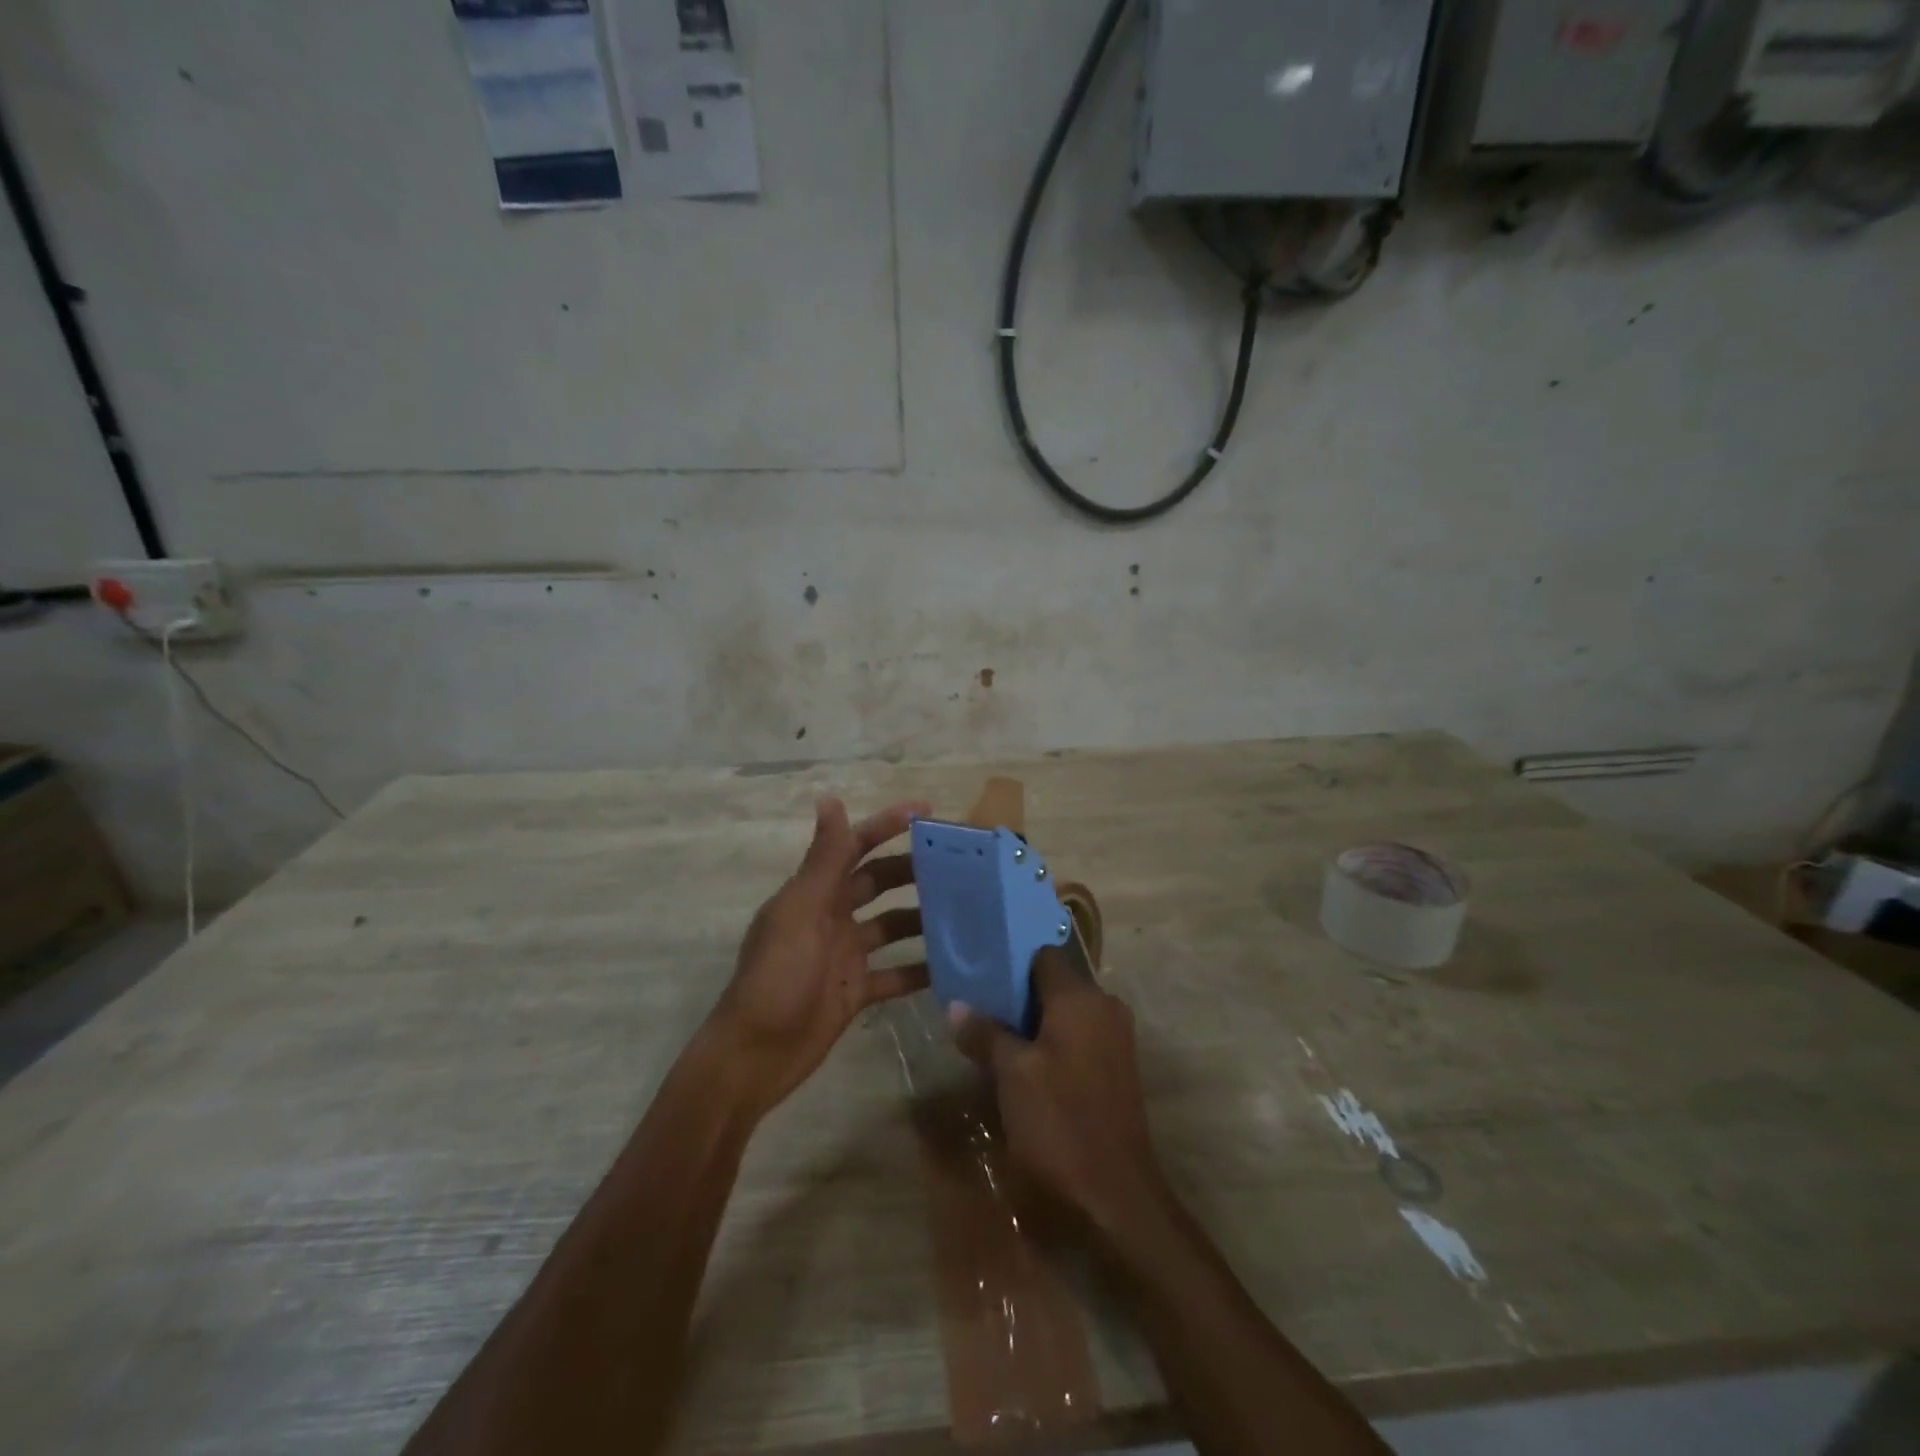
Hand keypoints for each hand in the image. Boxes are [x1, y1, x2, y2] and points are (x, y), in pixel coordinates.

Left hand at [705, 796, 930, 1117]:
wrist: (756, 1055)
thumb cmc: (777, 977)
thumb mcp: (801, 912)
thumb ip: (823, 859)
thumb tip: (829, 798)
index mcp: (815, 892)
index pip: (855, 846)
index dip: (887, 825)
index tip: (927, 811)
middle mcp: (832, 916)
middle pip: (879, 882)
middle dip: (913, 869)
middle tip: (959, 864)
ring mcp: (845, 954)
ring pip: (892, 925)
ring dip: (922, 916)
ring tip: (966, 910)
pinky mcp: (855, 990)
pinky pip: (895, 973)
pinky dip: (919, 969)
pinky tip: (953, 966)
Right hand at [952, 948, 1165, 1236]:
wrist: (1115, 1195)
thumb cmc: (1059, 1122)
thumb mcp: (1011, 1075)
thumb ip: (985, 1032)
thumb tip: (956, 1004)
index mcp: (1081, 998)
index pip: (1042, 954)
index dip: (1010, 958)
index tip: (979, 969)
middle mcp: (1104, 1006)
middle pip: (1055, 981)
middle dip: (1017, 992)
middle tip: (978, 1005)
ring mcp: (1116, 1037)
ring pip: (1066, 1011)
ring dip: (1033, 1019)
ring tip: (992, 1033)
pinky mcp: (1117, 1066)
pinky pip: (1079, 1034)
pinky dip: (1052, 1039)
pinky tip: (1023, 1062)